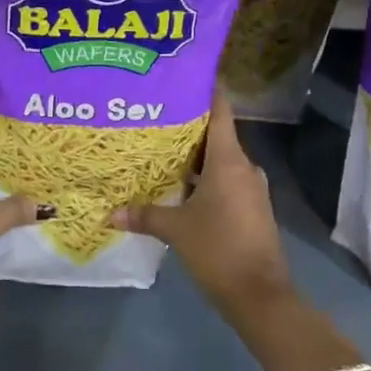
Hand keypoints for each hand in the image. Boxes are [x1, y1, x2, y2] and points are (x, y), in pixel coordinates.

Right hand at [111, 93, 292, 319]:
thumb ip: (144, 215)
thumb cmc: (218, 250)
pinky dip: (206, 177)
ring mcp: (251, 188)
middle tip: (157, 114)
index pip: (220, 110)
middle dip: (189, 125)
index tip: (186, 75)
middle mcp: (244, 167)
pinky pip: (227, 180)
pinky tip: (182, 184)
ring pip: (221, 160)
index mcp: (228, 160)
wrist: (261, 296)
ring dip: (197, 155)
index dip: (206, 90)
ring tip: (164, 148)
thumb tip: (110, 213)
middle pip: (217, 134)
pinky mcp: (252, 208)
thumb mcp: (176, 230)